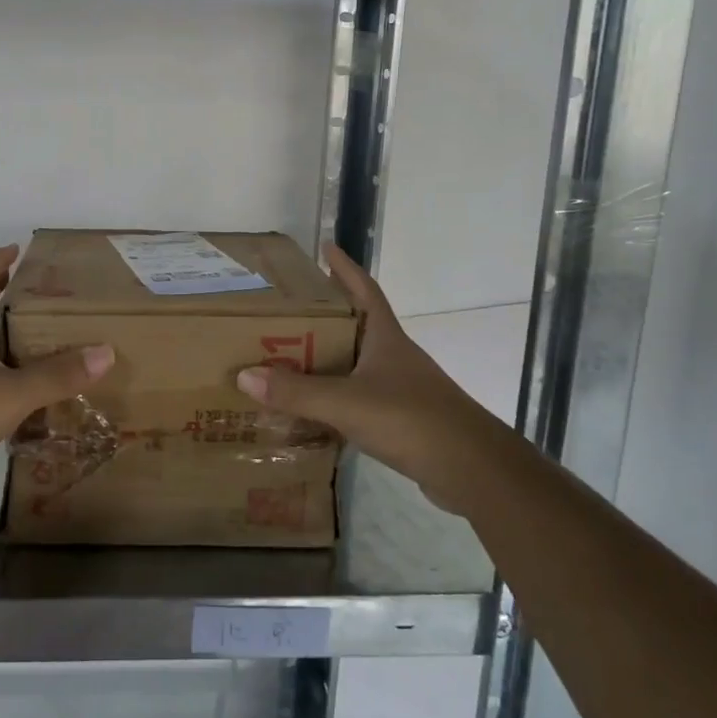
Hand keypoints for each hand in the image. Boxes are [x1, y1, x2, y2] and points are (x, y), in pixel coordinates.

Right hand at [235, 244, 497, 498]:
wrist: (472, 469)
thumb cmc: (411, 419)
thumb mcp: (346, 402)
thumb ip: (296, 391)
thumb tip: (244, 375)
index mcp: (385, 338)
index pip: (365, 290)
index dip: (346, 268)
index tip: (325, 248)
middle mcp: (394, 356)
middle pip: (357, 325)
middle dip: (325, 315)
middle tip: (286, 310)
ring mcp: (401, 388)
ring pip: (357, 364)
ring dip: (328, 358)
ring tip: (290, 355)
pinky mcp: (402, 420)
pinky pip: (359, 398)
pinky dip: (336, 397)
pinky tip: (313, 408)